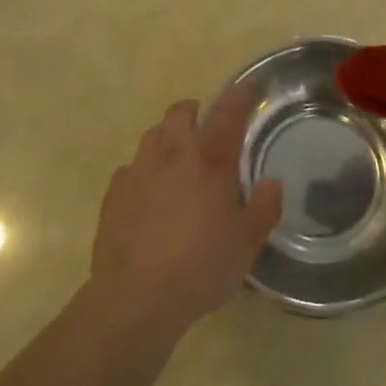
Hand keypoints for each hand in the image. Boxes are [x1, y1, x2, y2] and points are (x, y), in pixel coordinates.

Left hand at [89, 92, 282, 340]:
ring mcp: (139, 171)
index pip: (228, 114)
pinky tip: (146, 192)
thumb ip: (263, 208)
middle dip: (193, 111)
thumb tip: (272, 182)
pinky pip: (128, 169)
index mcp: (210, 160)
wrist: (135, 297)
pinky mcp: (114, 194)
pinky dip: (141, 172)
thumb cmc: (200, 266)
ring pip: (152, 135)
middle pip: (180, 113)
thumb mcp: (247, 244)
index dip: (239, 97)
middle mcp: (173, 154)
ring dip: (166, 137)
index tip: (247, 88)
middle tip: (203, 124)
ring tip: (175, 156)